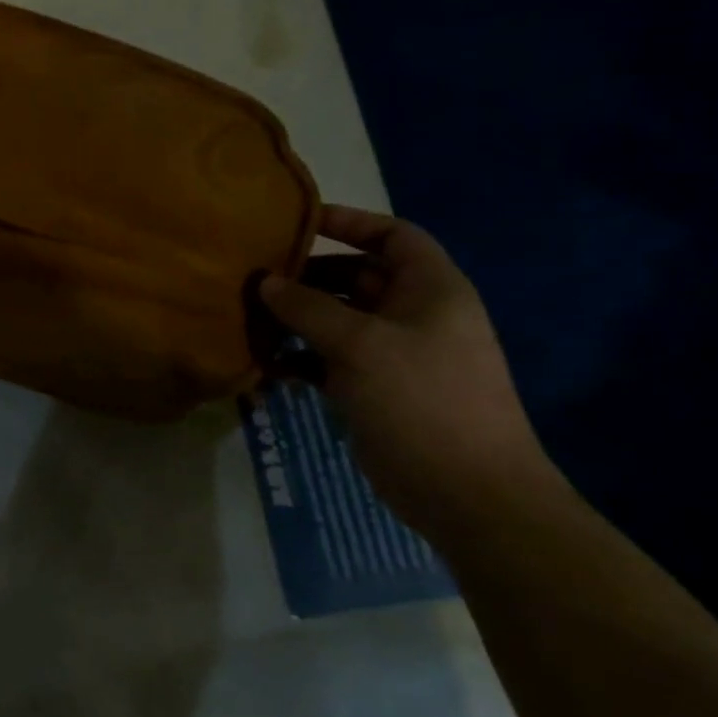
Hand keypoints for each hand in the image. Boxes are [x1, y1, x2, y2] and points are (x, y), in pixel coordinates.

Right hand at [259, 205, 566, 538]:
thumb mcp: (360, 344)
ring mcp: (393, 355)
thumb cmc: (422, 400)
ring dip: (296, 318)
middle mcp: (413, 315)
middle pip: (356, 277)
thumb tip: (266, 281)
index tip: (298, 222)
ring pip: (337, 320)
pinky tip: (265, 363)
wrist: (467, 494)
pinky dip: (299, 357)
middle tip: (256, 276)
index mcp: (431, 290)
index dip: (351, 222)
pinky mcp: (374, 389)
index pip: (394, 236)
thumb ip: (308, 307)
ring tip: (250, 318)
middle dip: (308, 275)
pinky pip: (329, 359)